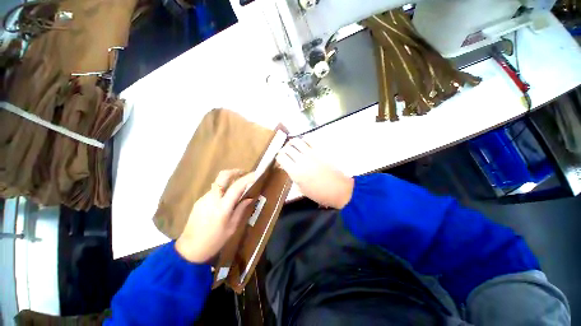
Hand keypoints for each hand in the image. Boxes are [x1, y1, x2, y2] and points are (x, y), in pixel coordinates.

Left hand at [175, 170, 254, 262]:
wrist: (189, 250)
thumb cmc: (214, 241)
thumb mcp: (232, 227)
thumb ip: (241, 210)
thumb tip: (249, 198)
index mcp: (222, 207)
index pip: (237, 186)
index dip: (247, 178)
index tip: (256, 174)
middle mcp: (212, 198)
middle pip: (223, 176)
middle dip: (235, 171)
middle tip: (244, 174)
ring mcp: (204, 198)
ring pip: (218, 182)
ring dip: (229, 181)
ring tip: (237, 189)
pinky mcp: (199, 201)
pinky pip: (214, 190)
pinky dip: (223, 189)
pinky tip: (226, 199)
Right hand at [276, 138, 353, 208]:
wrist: (338, 189)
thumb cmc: (319, 193)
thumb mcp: (301, 189)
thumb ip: (292, 176)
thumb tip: (287, 167)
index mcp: (295, 172)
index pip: (281, 157)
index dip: (278, 158)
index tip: (280, 161)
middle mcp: (301, 160)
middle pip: (287, 148)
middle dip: (283, 150)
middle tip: (285, 154)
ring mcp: (311, 153)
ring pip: (296, 141)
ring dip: (291, 143)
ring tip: (292, 147)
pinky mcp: (320, 150)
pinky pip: (309, 139)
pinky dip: (303, 140)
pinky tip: (303, 144)